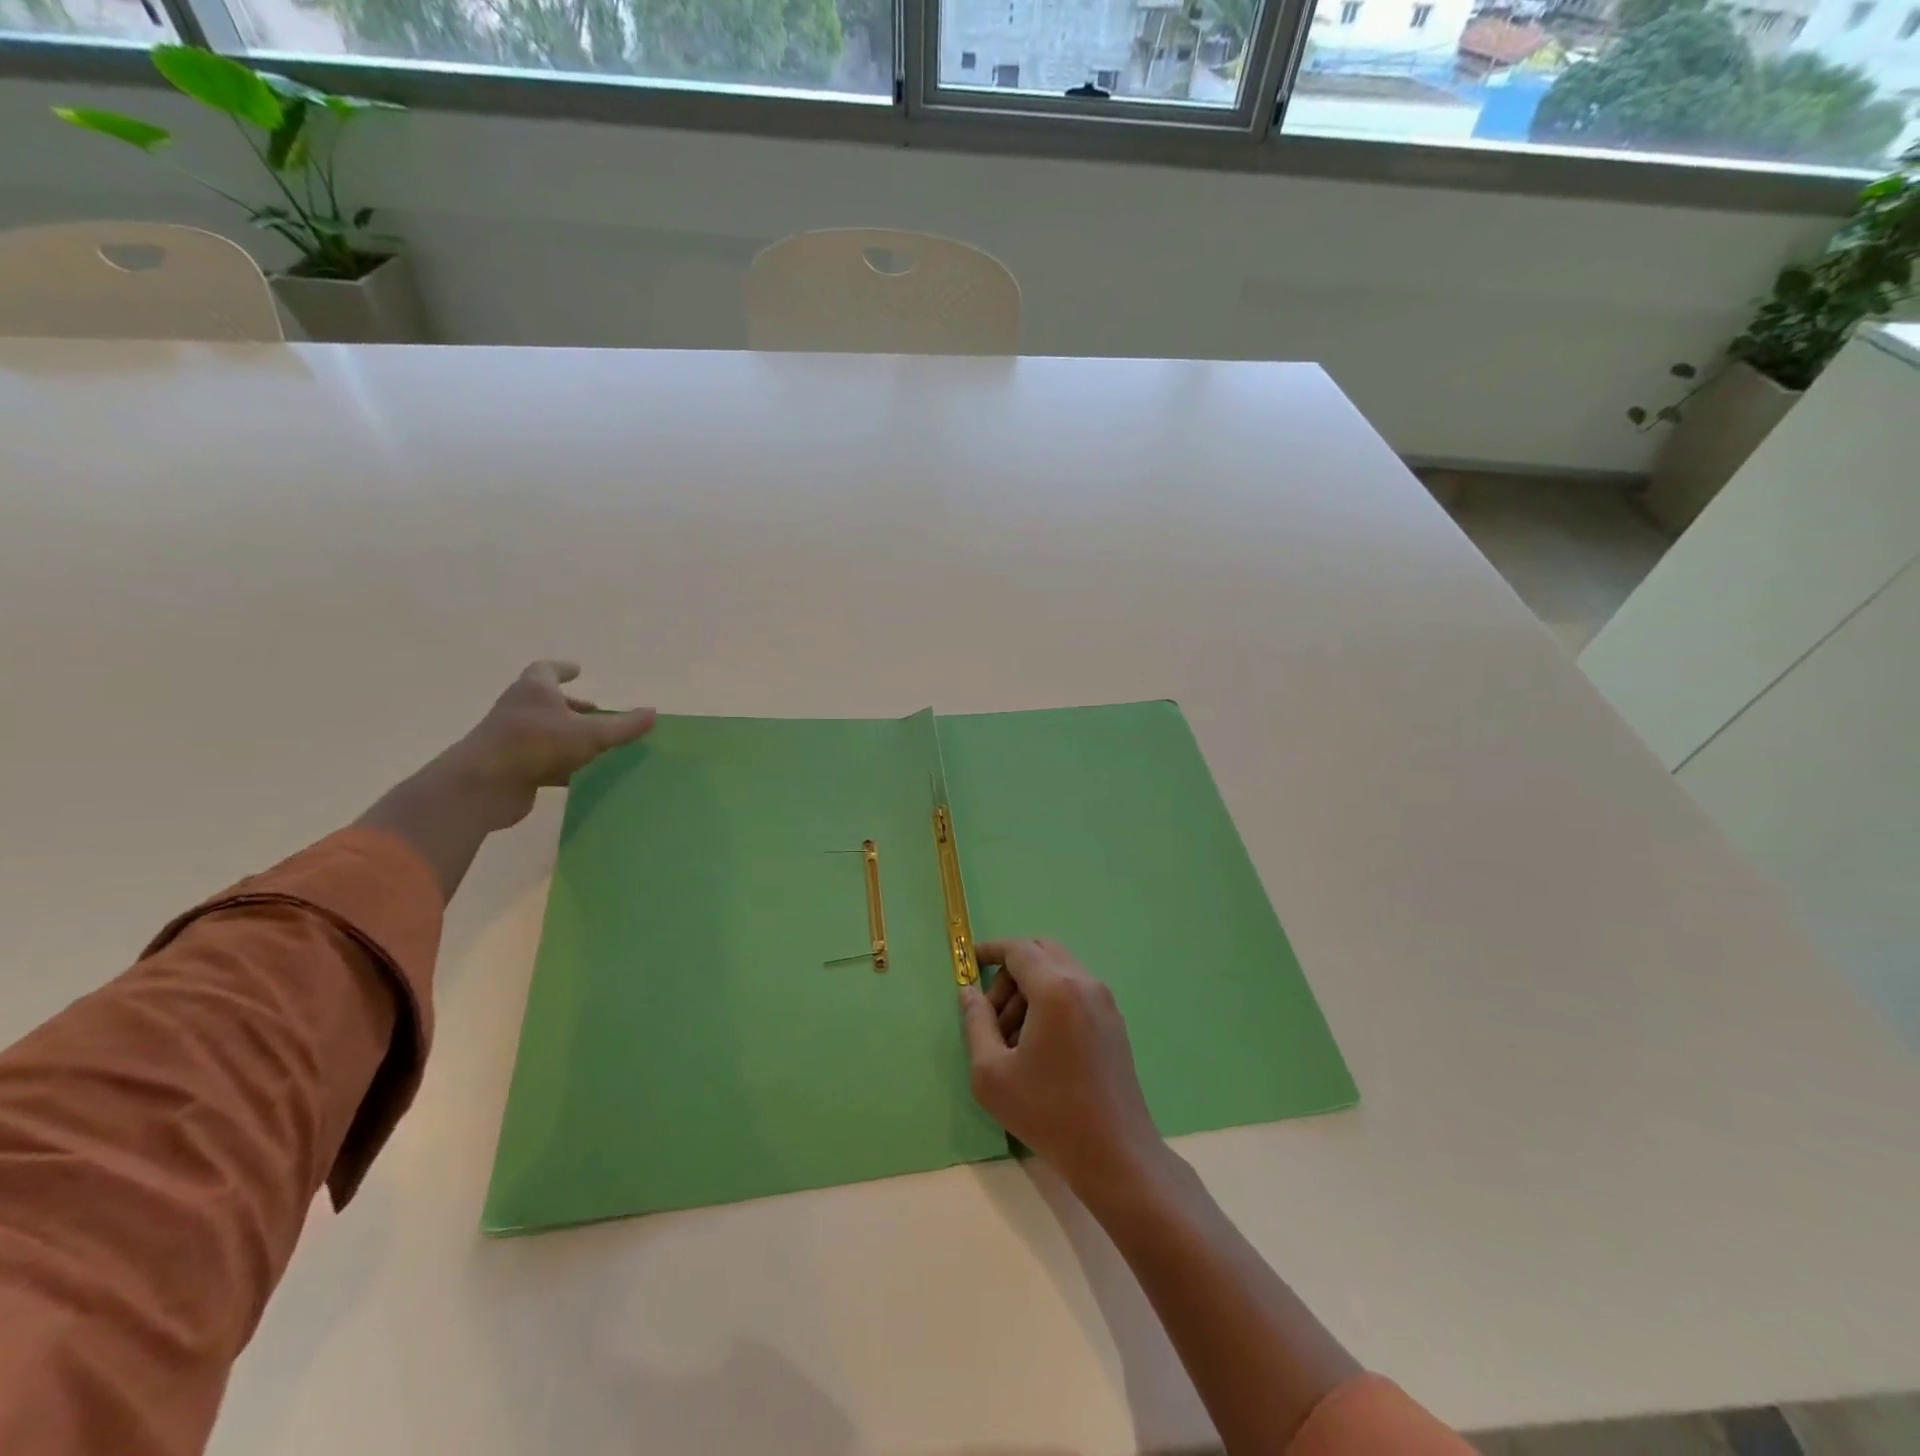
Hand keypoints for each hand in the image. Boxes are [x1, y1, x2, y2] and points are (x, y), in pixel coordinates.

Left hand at [441, 660, 655, 831]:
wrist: (483, 785)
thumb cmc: (536, 744)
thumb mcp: (590, 734)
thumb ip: (623, 725)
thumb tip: (652, 713)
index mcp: (534, 690)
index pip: (547, 669)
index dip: (563, 669)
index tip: (578, 670)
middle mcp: (519, 709)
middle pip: (547, 701)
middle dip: (571, 705)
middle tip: (596, 710)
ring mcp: (512, 738)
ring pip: (546, 731)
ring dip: (568, 735)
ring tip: (596, 743)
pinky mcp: (511, 766)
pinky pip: (543, 759)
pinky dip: (562, 762)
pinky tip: (583, 772)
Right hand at [960, 938, 1166, 1200]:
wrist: (1115, 1154)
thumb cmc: (1048, 1112)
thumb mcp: (992, 1073)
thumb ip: (976, 1023)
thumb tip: (968, 992)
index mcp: (1056, 988)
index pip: (1018, 949)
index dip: (989, 950)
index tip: (969, 963)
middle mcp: (1084, 983)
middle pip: (1040, 952)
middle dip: (1009, 974)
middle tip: (992, 1017)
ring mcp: (1104, 1002)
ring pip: (1058, 972)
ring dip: (1029, 991)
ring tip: (1012, 1041)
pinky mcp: (1113, 1022)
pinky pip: (1074, 992)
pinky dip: (1050, 1002)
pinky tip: (1039, 1048)